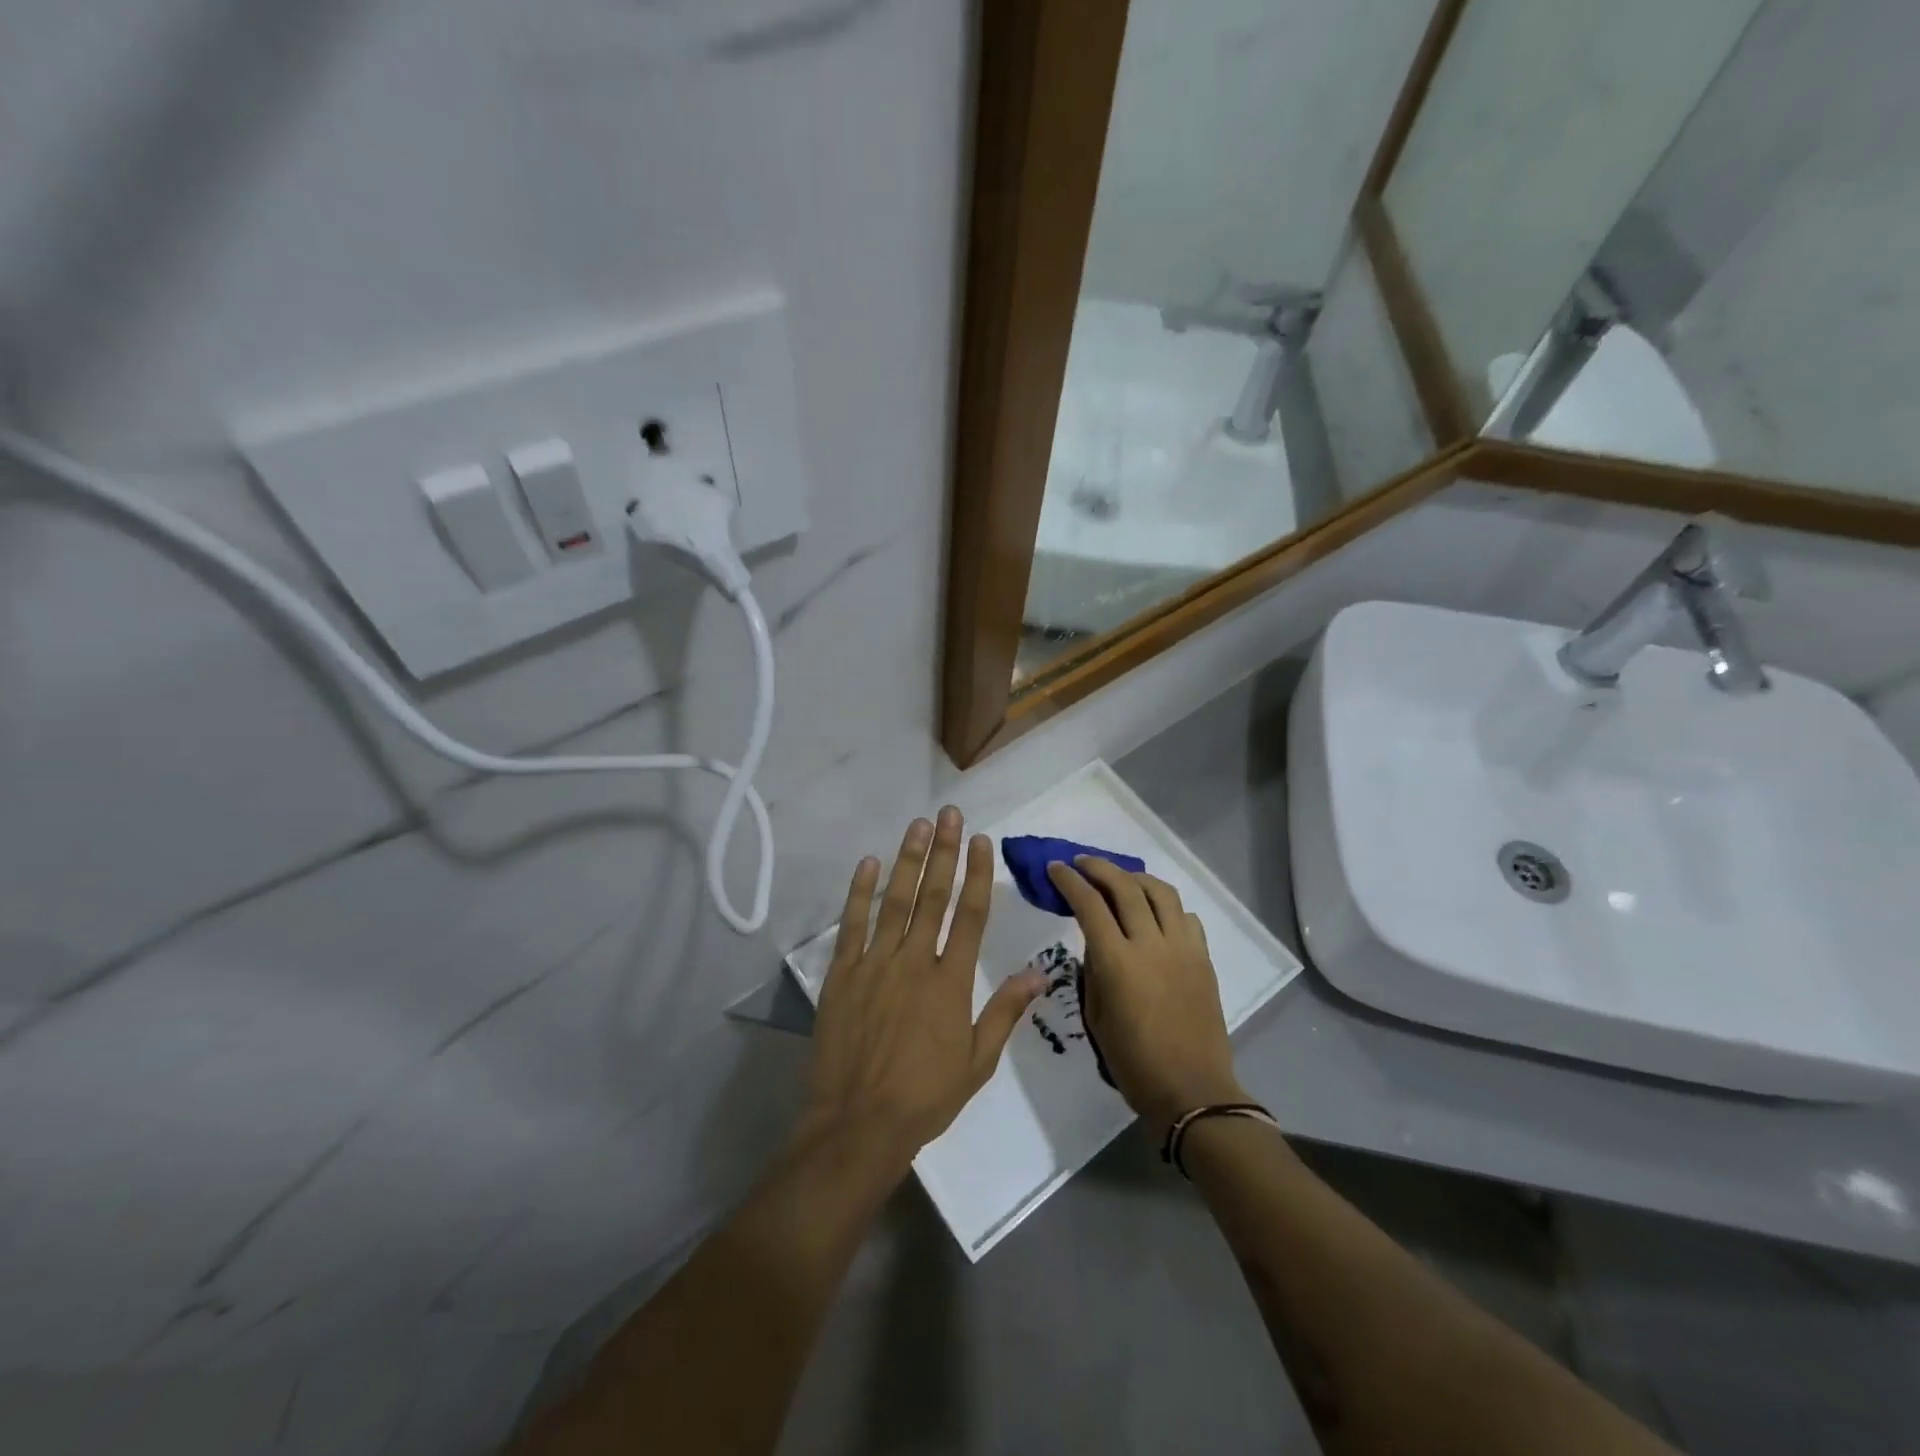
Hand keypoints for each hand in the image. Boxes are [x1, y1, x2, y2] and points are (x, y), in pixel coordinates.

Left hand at [801, 808, 1044, 1168]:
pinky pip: (852, 925)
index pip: (970, 915)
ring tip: (917, 825)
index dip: (977, 874)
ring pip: (894, 901)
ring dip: (907, 860)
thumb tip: (1040, 972)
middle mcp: (914, 962)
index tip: (980, 840)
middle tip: (948, 814)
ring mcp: (875, 964)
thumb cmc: (925, 1097)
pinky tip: (868, 863)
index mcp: (950, 982)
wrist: (858, 1124)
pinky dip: (860, 892)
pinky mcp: (842, 974)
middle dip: (943, 851)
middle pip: (933, 896)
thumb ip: (1005, 1011)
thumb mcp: (977, 1062)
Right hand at [1047, 858, 1246, 1129]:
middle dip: (1099, 867)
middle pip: (1126, 887)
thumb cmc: (1133, 1063)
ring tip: (1120, 877)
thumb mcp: (1096, 1017)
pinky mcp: (1203, 958)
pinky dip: (1166, 906)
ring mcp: (1182, 948)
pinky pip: (1186, 917)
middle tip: (1081, 862)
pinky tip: (1155, 913)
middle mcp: (1151, 944)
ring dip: (1136, 877)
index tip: (1055, 868)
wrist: (1192, 1091)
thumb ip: (1093, 972)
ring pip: (1161, 892)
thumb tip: (1096, 944)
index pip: (1089, 904)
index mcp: (1117, 962)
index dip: (1069, 881)